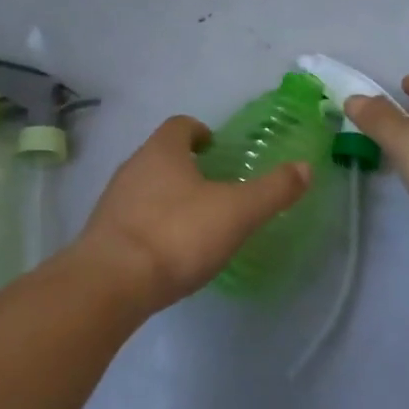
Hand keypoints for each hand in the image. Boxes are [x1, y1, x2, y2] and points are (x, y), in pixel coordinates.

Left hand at [78, 116, 310, 311]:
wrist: (111, 283)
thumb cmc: (177, 235)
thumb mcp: (236, 212)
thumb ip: (272, 190)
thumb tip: (305, 167)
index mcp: (163, 151)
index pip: (180, 125)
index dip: (199, 131)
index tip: (215, 147)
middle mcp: (133, 167)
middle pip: (160, 154)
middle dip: (184, 165)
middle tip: (212, 185)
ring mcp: (113, 200)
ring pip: (144, 186)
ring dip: (167, 194)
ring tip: (194, 219)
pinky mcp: (103, 234)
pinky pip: (132, 218)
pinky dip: (152, 223)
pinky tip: (168, 249)